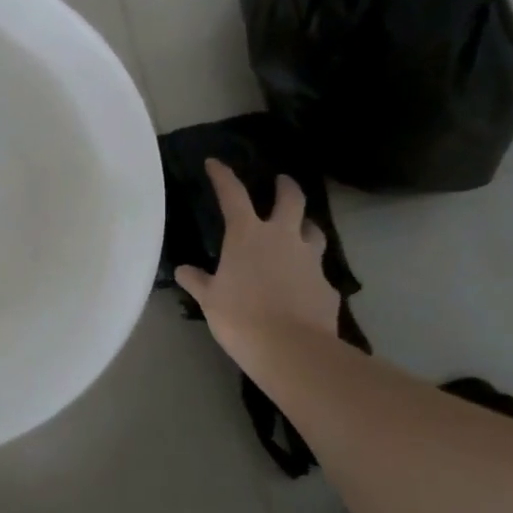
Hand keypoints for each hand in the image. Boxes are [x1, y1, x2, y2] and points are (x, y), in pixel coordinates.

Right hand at [174, 160, 339, 369]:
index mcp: (247, 235)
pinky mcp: (327, 286)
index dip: (223, 176)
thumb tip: (184, 271)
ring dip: (305, 226)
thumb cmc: (240, 317)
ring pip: (313, 231)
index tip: (215, 163)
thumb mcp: (209, 299)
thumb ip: (197, 281)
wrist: (292, 349)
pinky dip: (309, 273)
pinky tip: (303, 286)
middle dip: (286, 187)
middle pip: (291, 200)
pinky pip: (318, 272)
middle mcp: (283, 238)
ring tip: (300, 230)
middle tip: (282, 181)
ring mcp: (310, 260)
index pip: (233, 195)